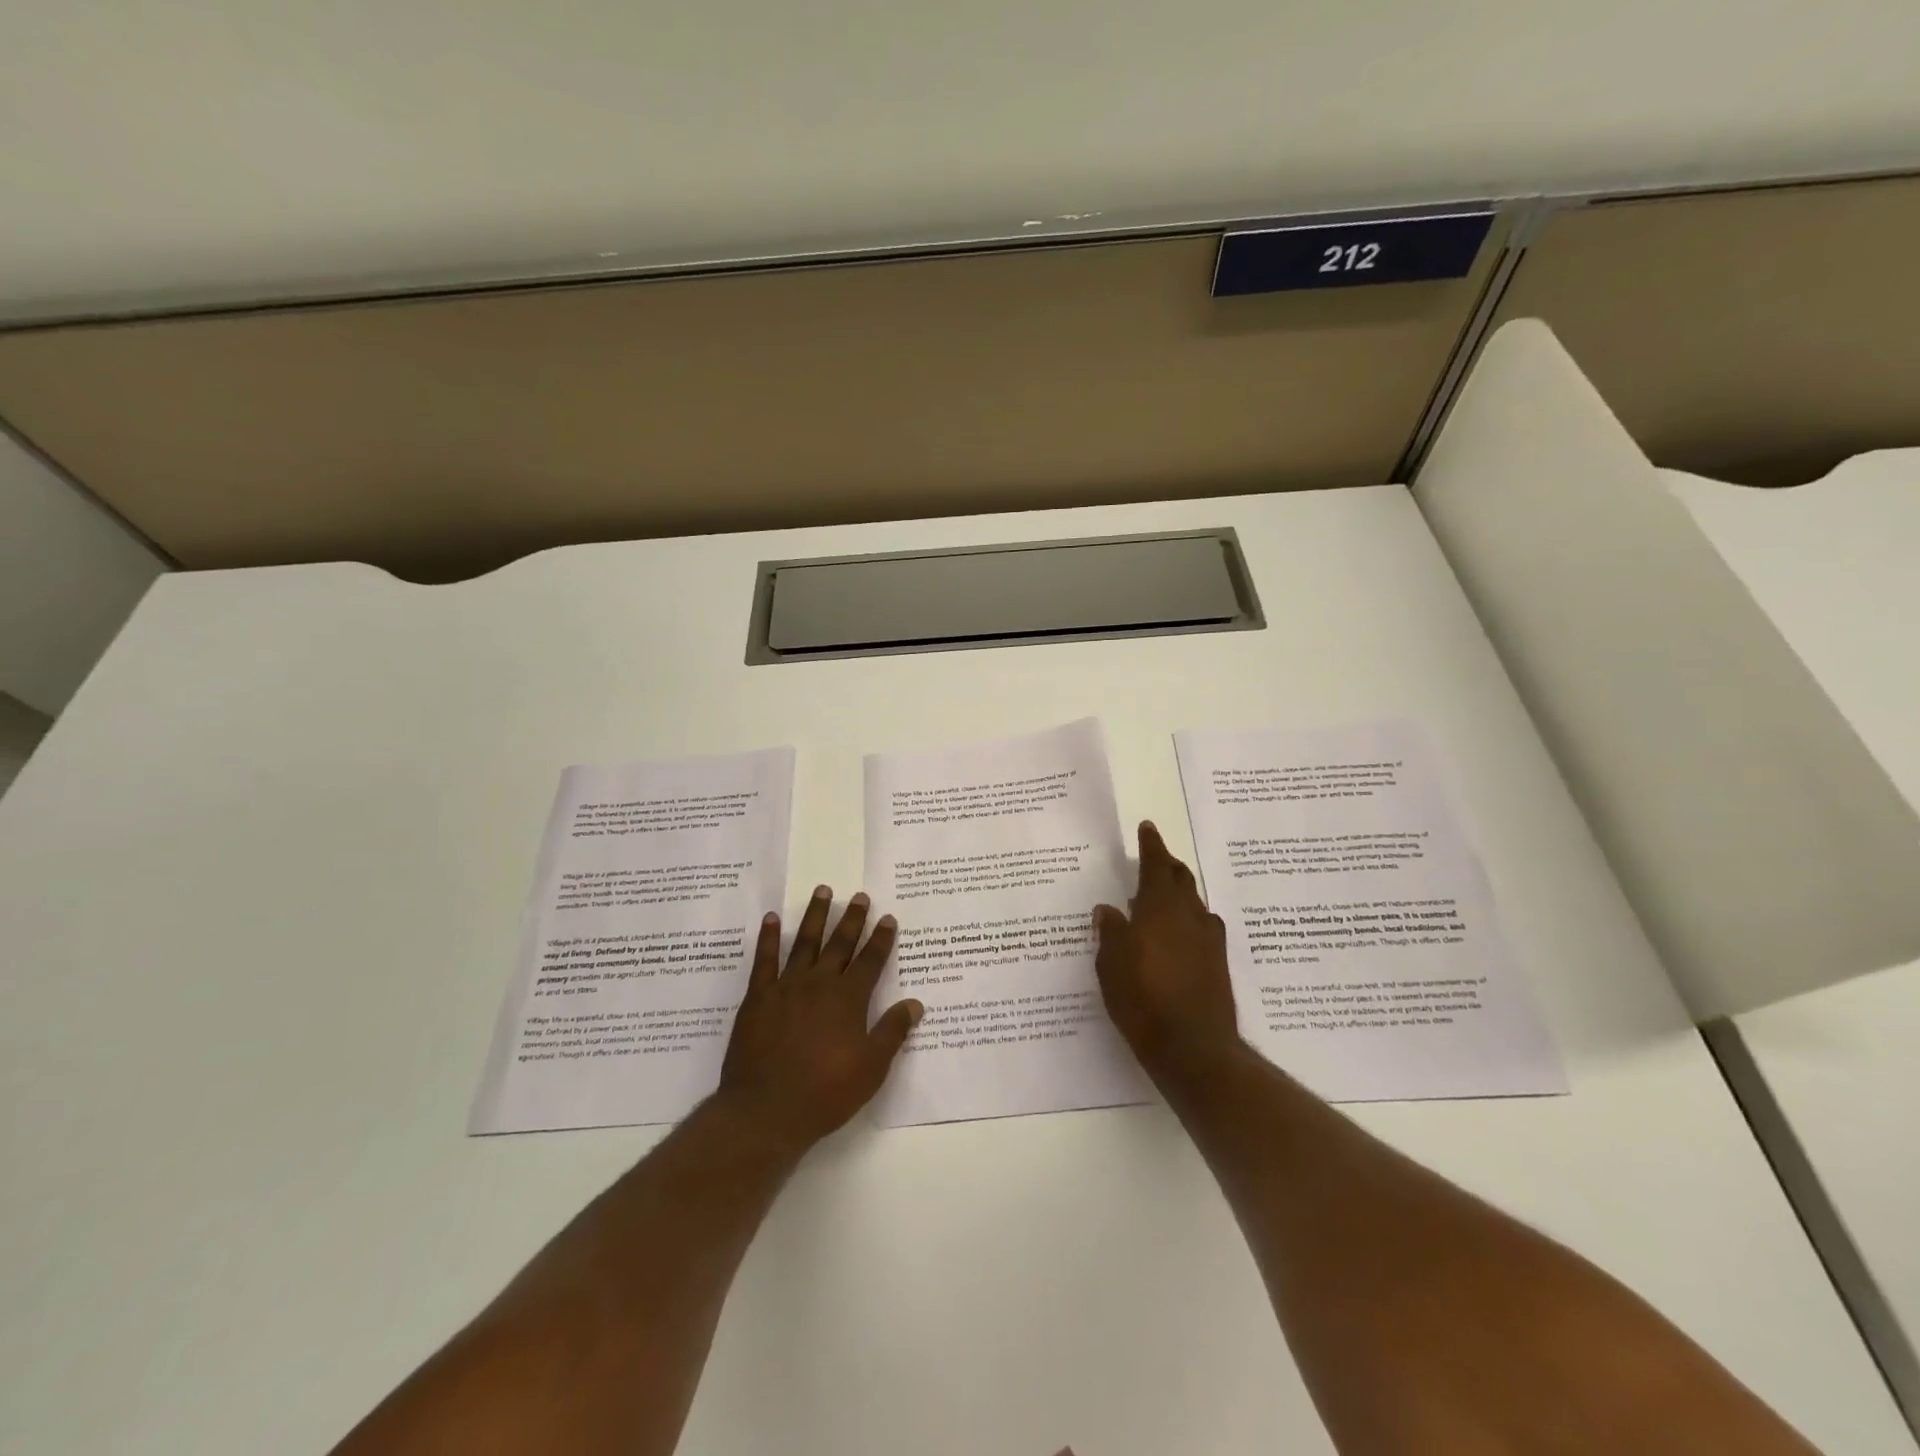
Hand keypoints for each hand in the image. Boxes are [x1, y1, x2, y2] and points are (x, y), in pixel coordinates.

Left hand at [718, 885, 922, 1151]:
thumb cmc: (825, 1093)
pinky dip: (768, 938)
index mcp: (849, 999)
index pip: (870, 961)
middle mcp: (820, 984)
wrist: (766, 1111)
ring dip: (815, 916)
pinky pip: (764, 960)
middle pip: (840, 944)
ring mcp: (786, 987)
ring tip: (822, 891)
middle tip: (859, 896)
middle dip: (852, 919)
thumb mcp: (871, 1068)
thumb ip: (892, 1032)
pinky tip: (771, 919)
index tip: (888, 918)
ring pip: (804, 942)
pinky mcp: (758, 998)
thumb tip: (915, 1003)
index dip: (881, 939)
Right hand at [1094, 822, 1241, 1086]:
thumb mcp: (1111, 964)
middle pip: (1181, 879)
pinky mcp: (1218, 964)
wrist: (1194, 1048)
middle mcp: (1189, 915)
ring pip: (1194, 903)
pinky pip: (1203, 928)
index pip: (1156, 865)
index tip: (1148, 827)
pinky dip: (1190, 921)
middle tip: (1155, 859)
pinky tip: (1180, 936)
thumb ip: (1110, 932)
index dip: (1151, 845)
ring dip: (1180, 894)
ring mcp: (1208, 940)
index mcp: (1160, 907)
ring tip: (1162, 898)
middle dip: (1168, 866)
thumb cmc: (1143, 999)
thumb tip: (1107, 909)